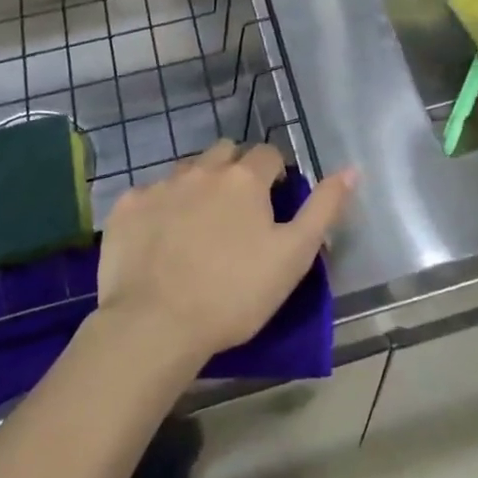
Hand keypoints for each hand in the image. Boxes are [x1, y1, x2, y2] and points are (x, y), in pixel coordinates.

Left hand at [95, 142, 355, 365]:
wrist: (154, 325)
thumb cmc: (234, 293)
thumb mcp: (293, 256)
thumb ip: (324, 208)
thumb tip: (351, 169)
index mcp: (244, 178)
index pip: (268, 154)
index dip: (275, 173)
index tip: (273, 201)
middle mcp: (201, 169)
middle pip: (225, 152)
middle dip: (235, 170)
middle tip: (238, 212)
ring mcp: (160, 185)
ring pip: (186, 170)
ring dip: (198, 186)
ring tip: (198, 227)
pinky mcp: (127, 207)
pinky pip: (149, 194)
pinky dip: (159, 208)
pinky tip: (160, 241)